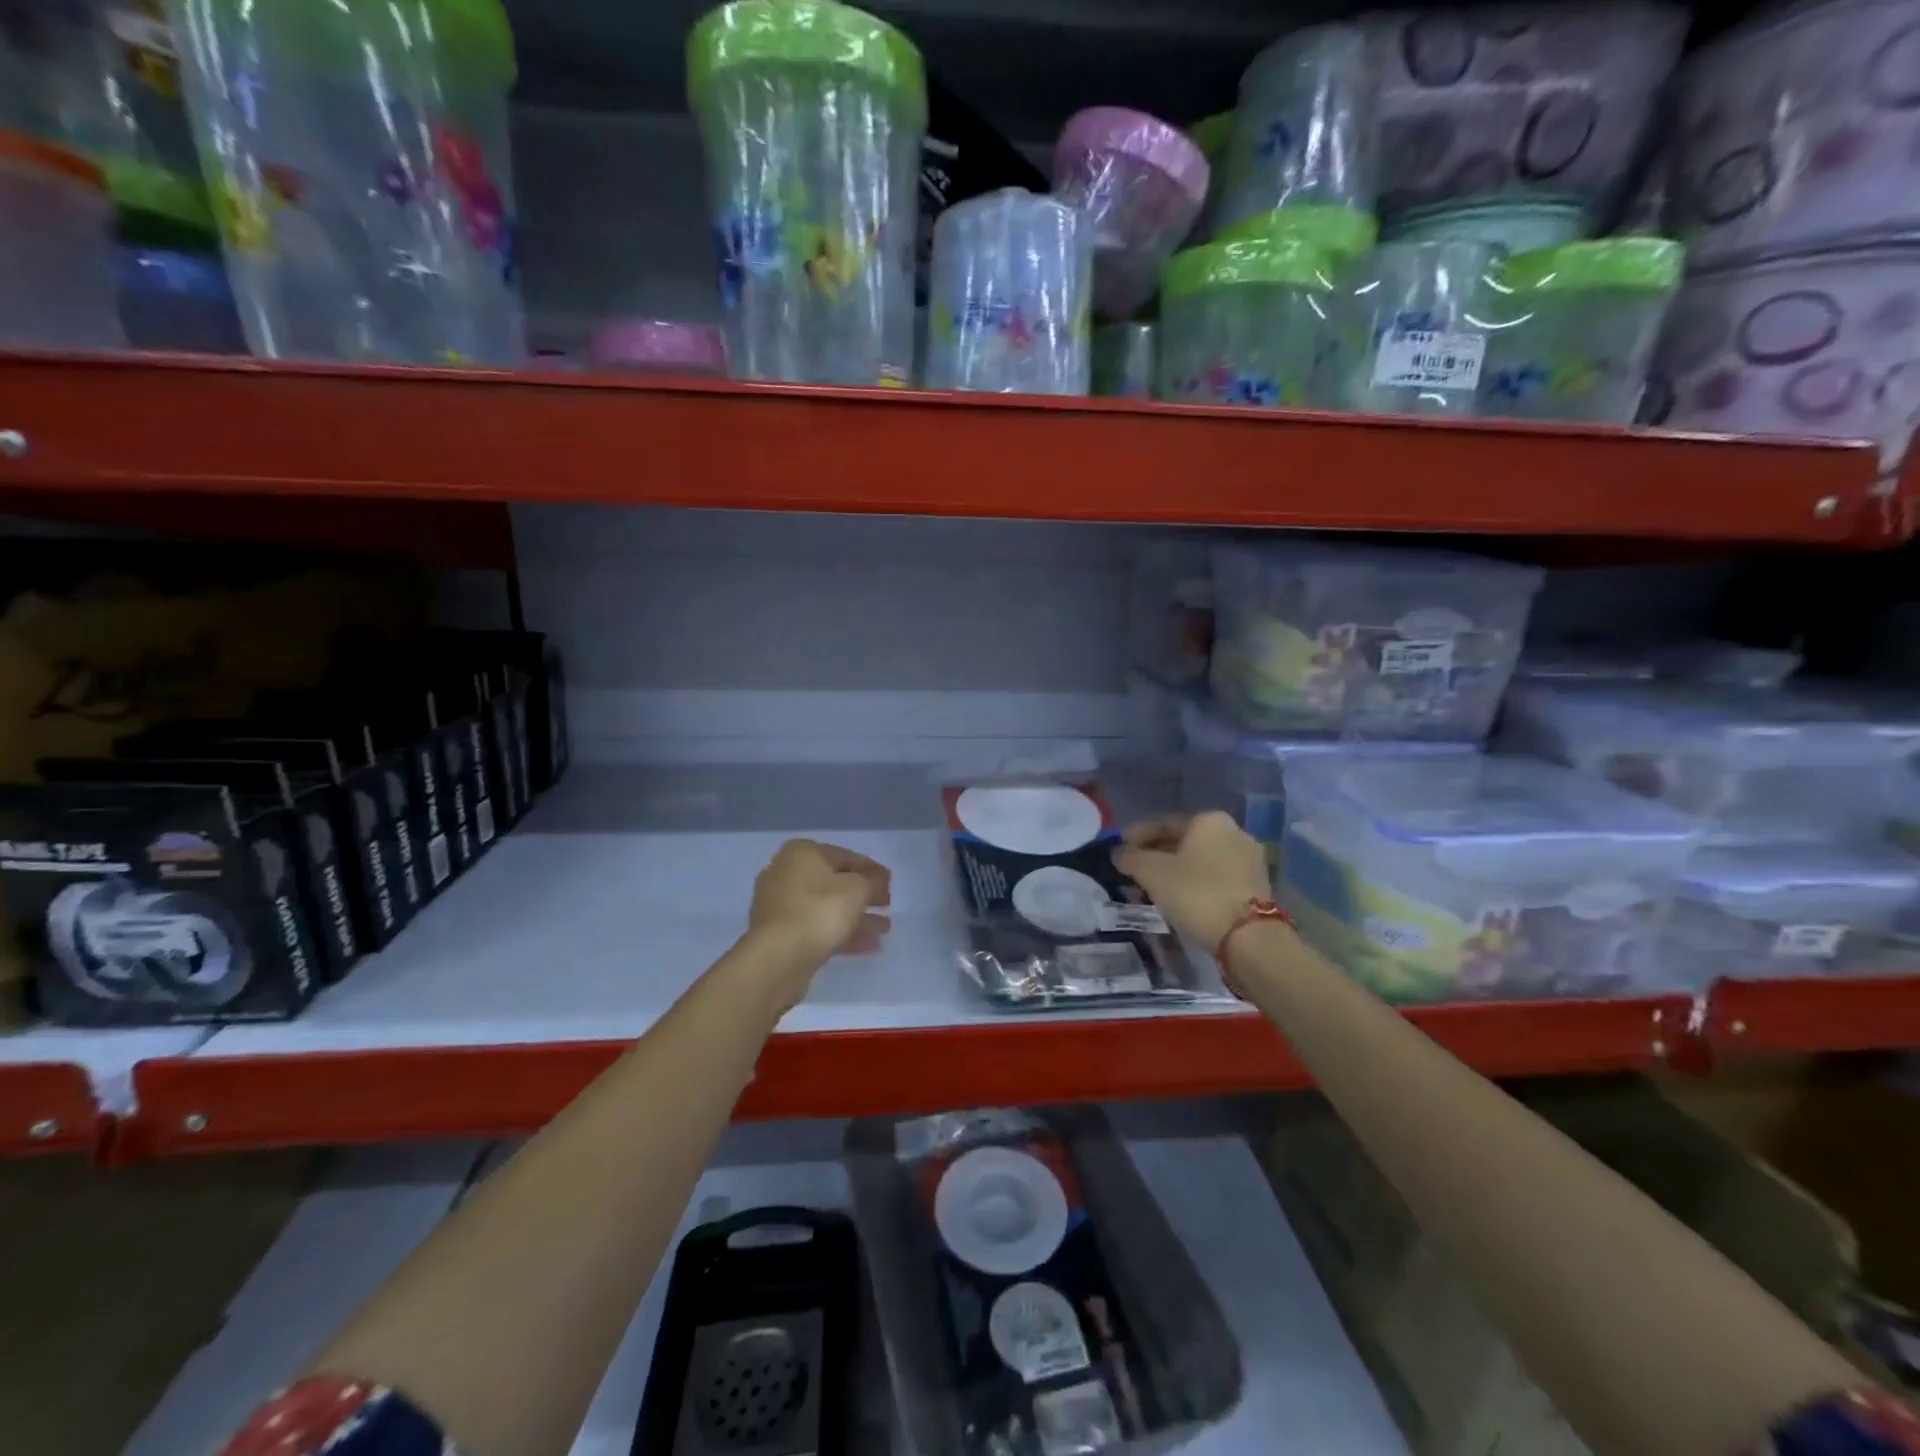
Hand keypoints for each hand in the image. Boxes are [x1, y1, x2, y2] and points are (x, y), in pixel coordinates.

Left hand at [746, 839, 891, 992]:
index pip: (846, 856)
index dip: (872, 870)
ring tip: (883, 930)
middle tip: (886, 906)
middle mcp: (785, 873)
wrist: (777, 957)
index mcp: (801, 853)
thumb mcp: (858, 889)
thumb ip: (873, 881)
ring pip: (826, 908)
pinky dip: (840, 933)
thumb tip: (878, 880)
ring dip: (856, 917)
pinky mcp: (779, 934)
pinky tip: (867, 945)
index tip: (890, 885)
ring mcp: (779, 905)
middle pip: (834, 882)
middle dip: (863, 896)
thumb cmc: (819, 911)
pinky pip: (816, 927)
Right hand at [1114, 812, 1271, 951]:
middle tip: (1134, 868)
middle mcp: (1234, 832)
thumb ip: (1131, 858)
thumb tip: (1119, 853)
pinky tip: (1180, 897)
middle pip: (1184, 841)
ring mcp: (1249, 860)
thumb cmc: (1196, 893)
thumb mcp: (1152, 873)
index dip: (1137, 836)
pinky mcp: (1256, 886)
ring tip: (1154, 886)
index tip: (1119, 849)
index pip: (1163, 824)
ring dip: (1177, 870)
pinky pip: (1215, 877)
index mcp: (1209, 820)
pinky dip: (1195, 883)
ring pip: (1200, 860)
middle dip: (1157, 853)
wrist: (1248, 937)